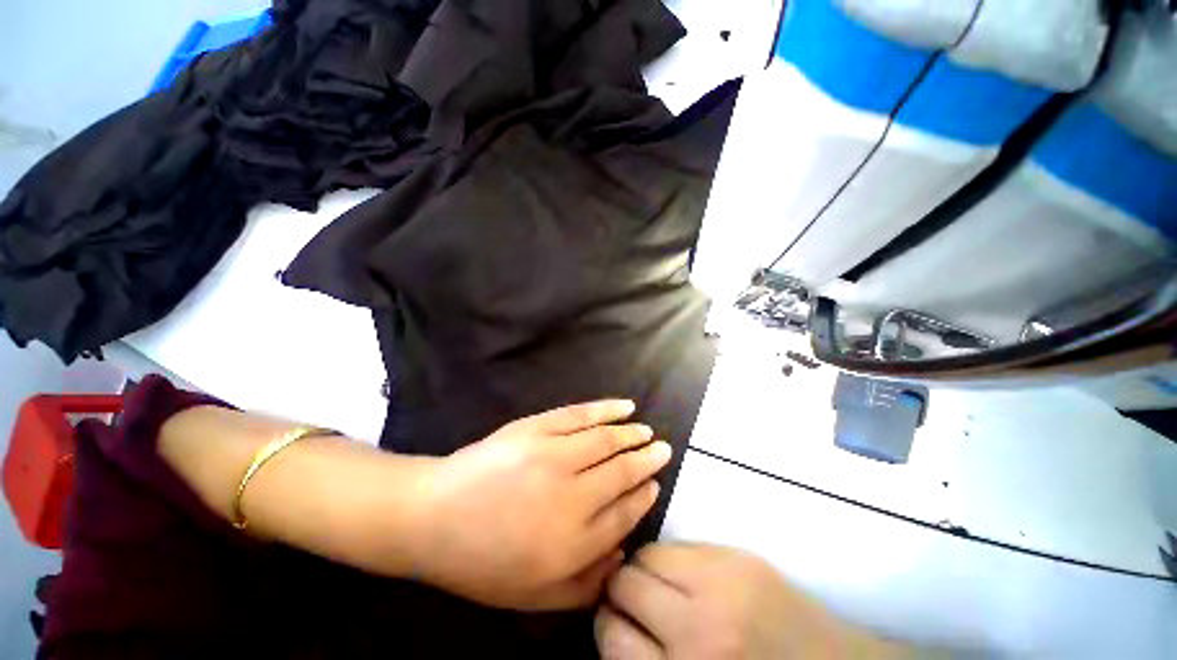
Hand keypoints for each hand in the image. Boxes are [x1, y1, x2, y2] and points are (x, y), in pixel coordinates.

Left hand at [413, 400, 671, 610]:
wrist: (434, 516)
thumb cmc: (481, 562)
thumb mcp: (532, 596)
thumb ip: (585, 584)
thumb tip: (622, 556)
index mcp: (573, 543)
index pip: (624, 514)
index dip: (643, 497)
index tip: (654, 485)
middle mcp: (572, 496)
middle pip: (622, 473)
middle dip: (647, 460)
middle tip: (662, 450)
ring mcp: (554, 455)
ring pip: (607, 440)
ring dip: (631, 434)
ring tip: (646, 431)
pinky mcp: (537, 427)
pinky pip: (581, 415)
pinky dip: (606, 409)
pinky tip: (625, 406)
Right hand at [596, 543, 909, 658]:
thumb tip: (613, 620)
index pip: (611, 636)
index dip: (608, 625)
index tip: (615, 623)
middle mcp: (699, 631)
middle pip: (625, 584)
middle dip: (621, 591)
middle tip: (636, 602)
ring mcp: (722, 585)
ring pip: (647, 553)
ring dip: (644, 568)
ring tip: (660, 584)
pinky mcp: (740, 557)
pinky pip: (679, 544)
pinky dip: (671, 558)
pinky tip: (685, 575)